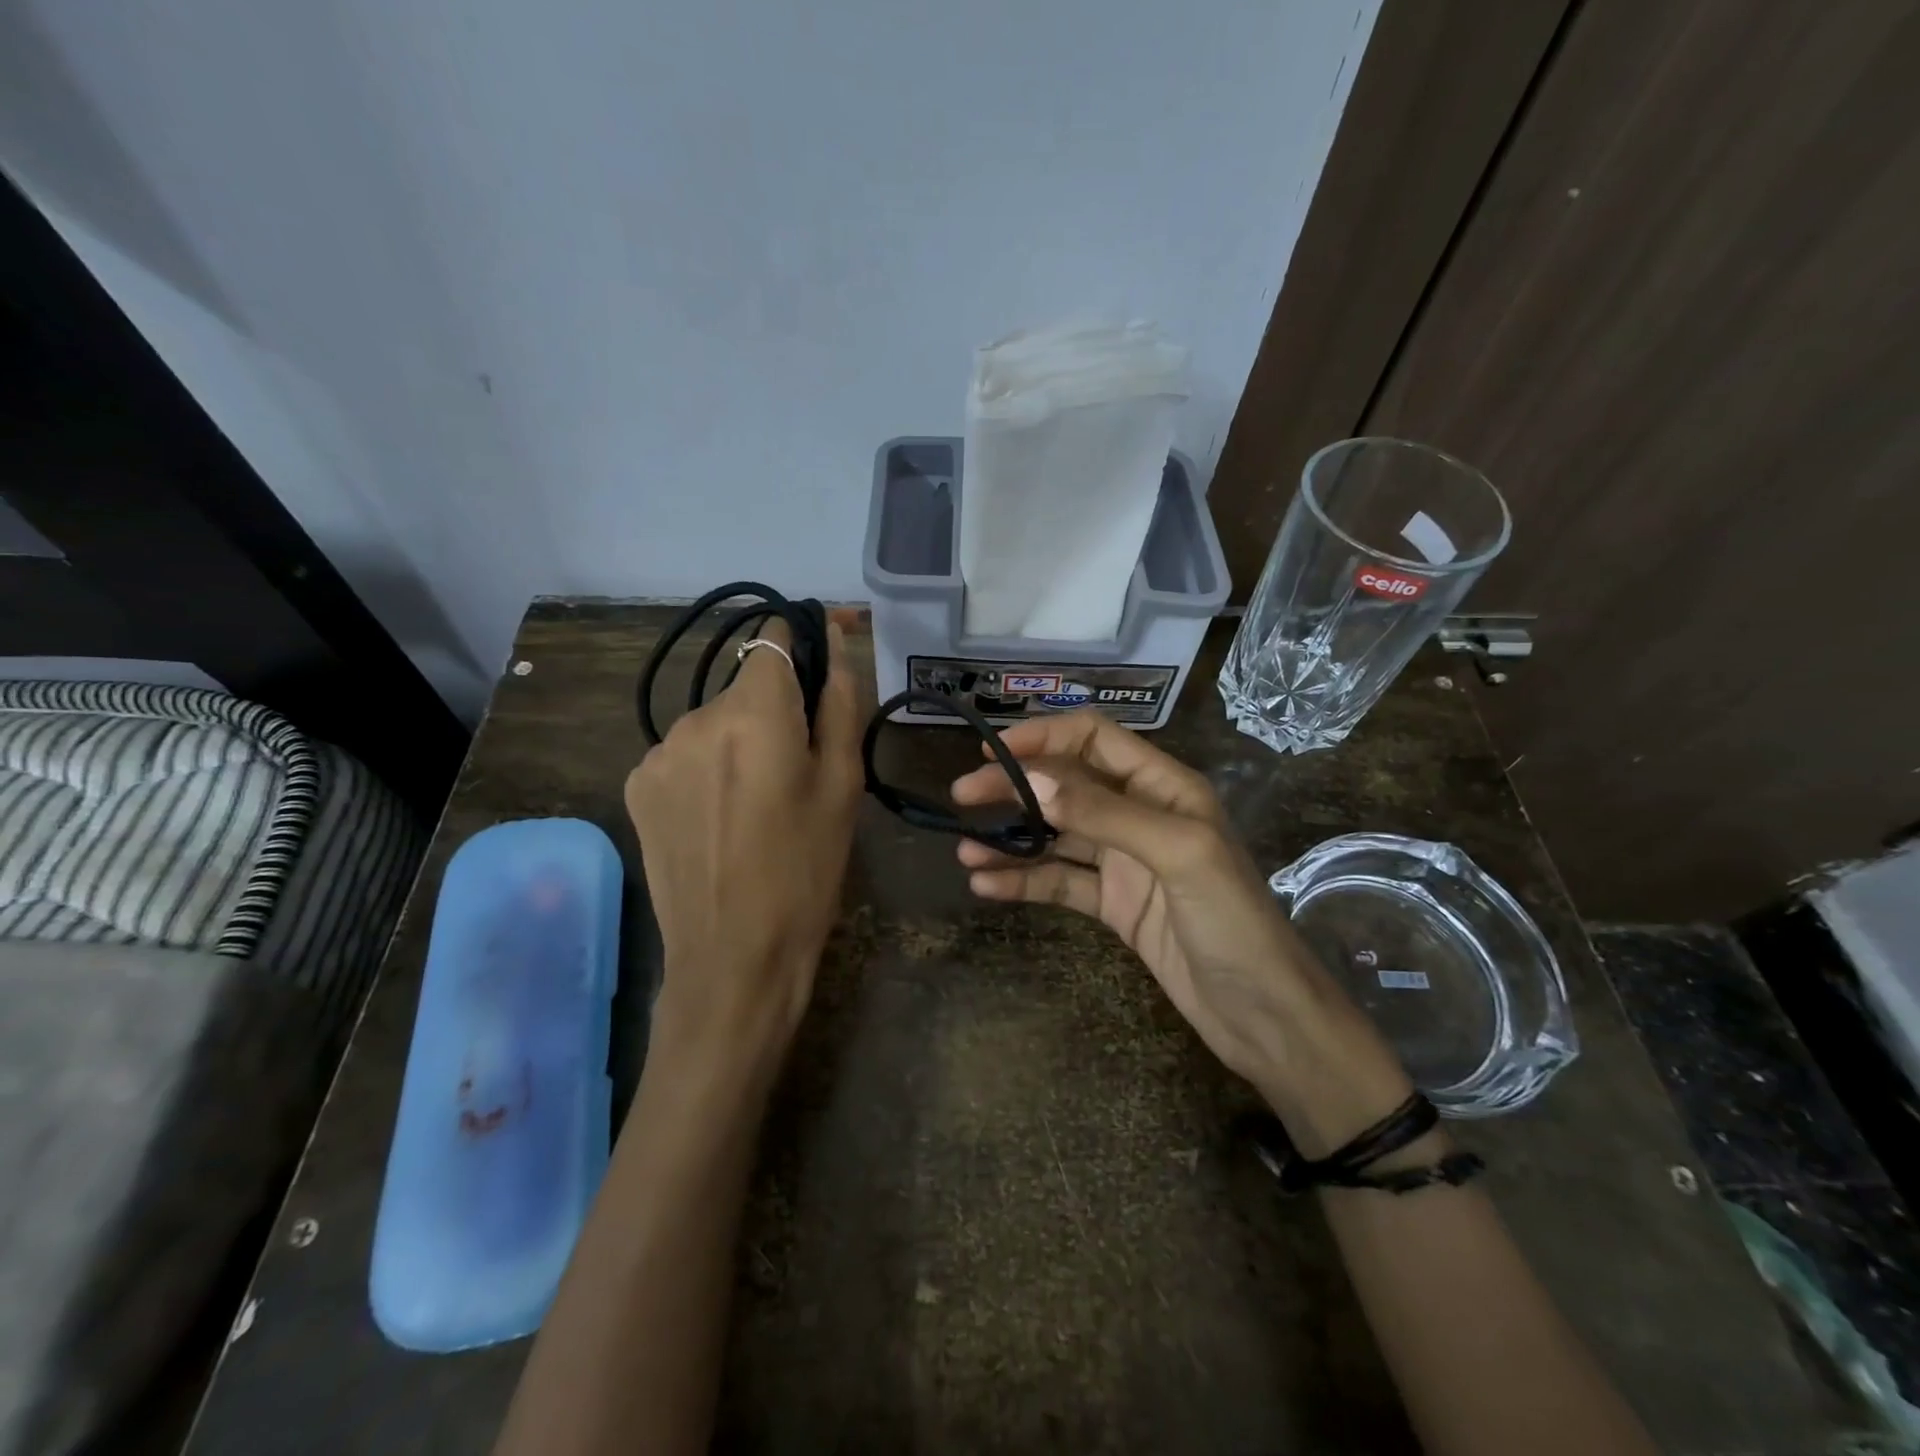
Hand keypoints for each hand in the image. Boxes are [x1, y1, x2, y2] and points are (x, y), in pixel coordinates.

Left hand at [625, 617, 863, 1087]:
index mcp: (753, 713)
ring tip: (758, 802)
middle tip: (800, 767)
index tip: (821, 671)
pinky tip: (720, 817)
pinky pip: (685, 754)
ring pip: (715, 721)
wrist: (734, 955)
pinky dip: (708, 767)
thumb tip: (833, 641)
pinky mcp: (637, 786)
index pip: (774, 639)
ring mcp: (657, 753)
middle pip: (746, 686)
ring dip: (740, 739)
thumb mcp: (843, 784)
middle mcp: (695, 718)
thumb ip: (840, 701)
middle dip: (776, 709)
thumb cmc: (806, 869)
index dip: (802, 643)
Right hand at [951, 710, 1412, 1154]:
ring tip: (963, 851)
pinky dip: (1023, 880)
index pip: (1094, 739)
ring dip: (1010, 840)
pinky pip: (1059, 882)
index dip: (1043, 738)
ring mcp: (1124, 862)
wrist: (1264, 1017)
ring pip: (1055, 837)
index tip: (992, 754)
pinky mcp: (1113, 905)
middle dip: (1014, 789)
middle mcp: (1140, 814)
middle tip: (961, 799)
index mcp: (1164, 787)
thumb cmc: (1233, 923)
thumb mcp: (1176, 854)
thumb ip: (1104, 813)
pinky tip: (986, 886)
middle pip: (1066, 786)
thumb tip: (1031, 781)